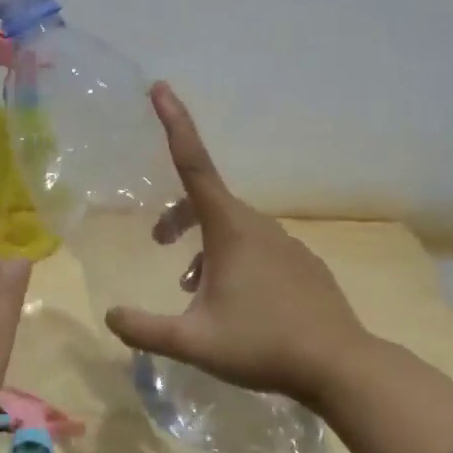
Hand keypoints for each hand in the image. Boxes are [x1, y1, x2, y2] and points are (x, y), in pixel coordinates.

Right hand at [104, 83, 369, 409]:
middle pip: (207, 203)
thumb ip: (144, 329)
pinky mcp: (303, 264)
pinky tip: (235, 302)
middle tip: (157, 242)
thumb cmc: (263, 345)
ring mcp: (286, 244)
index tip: (160, 87)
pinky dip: (233, 261)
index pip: (194, 164)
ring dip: (203, 247)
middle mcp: (259, 226)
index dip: (174, 124)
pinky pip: (257, 248)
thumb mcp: (193, 342)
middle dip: (177, 216)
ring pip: (232, 230)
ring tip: (192, 289)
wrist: (341, 365)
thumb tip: (110, 317)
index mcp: (230, 229)